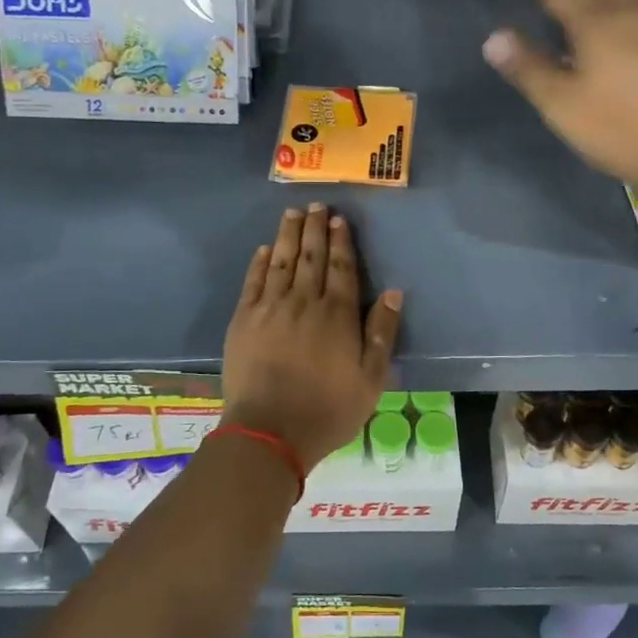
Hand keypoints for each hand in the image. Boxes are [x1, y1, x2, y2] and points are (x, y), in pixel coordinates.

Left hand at [221, 204, 402, 468]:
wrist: (270, 431)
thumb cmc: (328, 409)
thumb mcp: (371, 379)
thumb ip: (382, 333)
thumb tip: (394, 293)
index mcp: (337, 315)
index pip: (341, 267)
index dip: (341, 241)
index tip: (339, 219)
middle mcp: (304, 302)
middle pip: (311, 257)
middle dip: (315, 229)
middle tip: (317, 205)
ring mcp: (270, 308)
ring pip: (282, 262)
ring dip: (288, 235)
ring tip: (292, 213)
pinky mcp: (243, 320)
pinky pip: (253, 282)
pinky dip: (260, 263)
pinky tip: (265, 249)